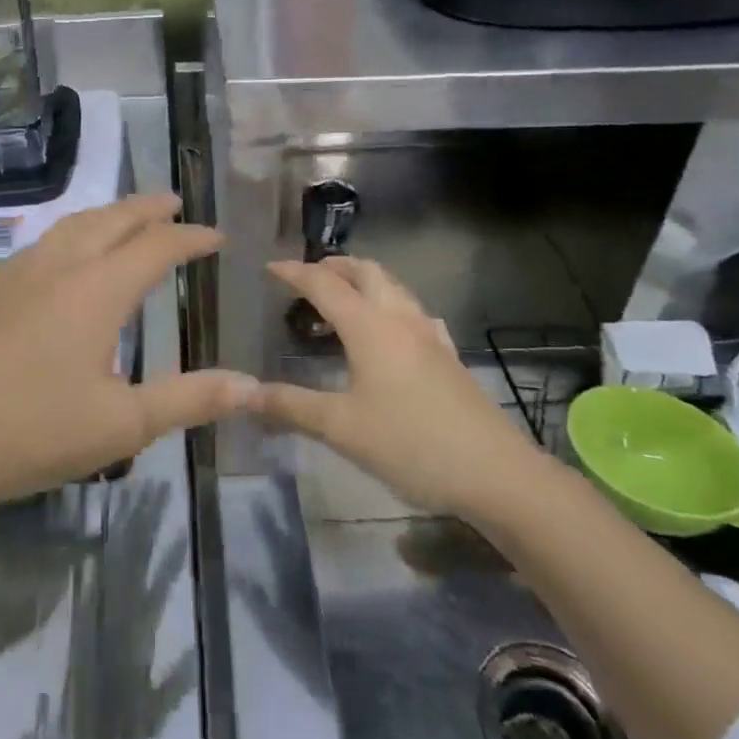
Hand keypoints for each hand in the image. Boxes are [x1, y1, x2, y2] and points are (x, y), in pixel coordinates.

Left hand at [0, 195, 256, 523]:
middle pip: (110, 220)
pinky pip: (42, 245)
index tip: (217, 237)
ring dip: (106, 215)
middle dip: (147, 208)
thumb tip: (252, 386)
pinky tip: (65, 261)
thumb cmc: (27, 433)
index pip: (157, 246)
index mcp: (96, 289)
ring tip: (125, 220)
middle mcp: (57, 268)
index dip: (191, 238)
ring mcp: (14, 277)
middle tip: (174, 203)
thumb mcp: (120, 426)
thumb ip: (188, 400)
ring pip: (70, 226)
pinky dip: (71, 235)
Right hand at [256, 257, 545, 517]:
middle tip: (308, 277)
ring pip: (394, 288)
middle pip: (367, 272)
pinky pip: (413, 313)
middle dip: (335, 266)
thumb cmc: (410, 443)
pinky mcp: (448, 356)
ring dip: (364, 282)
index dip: (295, 272)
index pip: (324, 284)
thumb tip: (244, 395)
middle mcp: (400, 319)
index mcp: (369, 326)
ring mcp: (429, 335)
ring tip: (341, 301)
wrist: (494, 472)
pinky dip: (390, 306)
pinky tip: (390, 333)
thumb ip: (290, 406)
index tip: (269, 267)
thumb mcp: (341, 427)